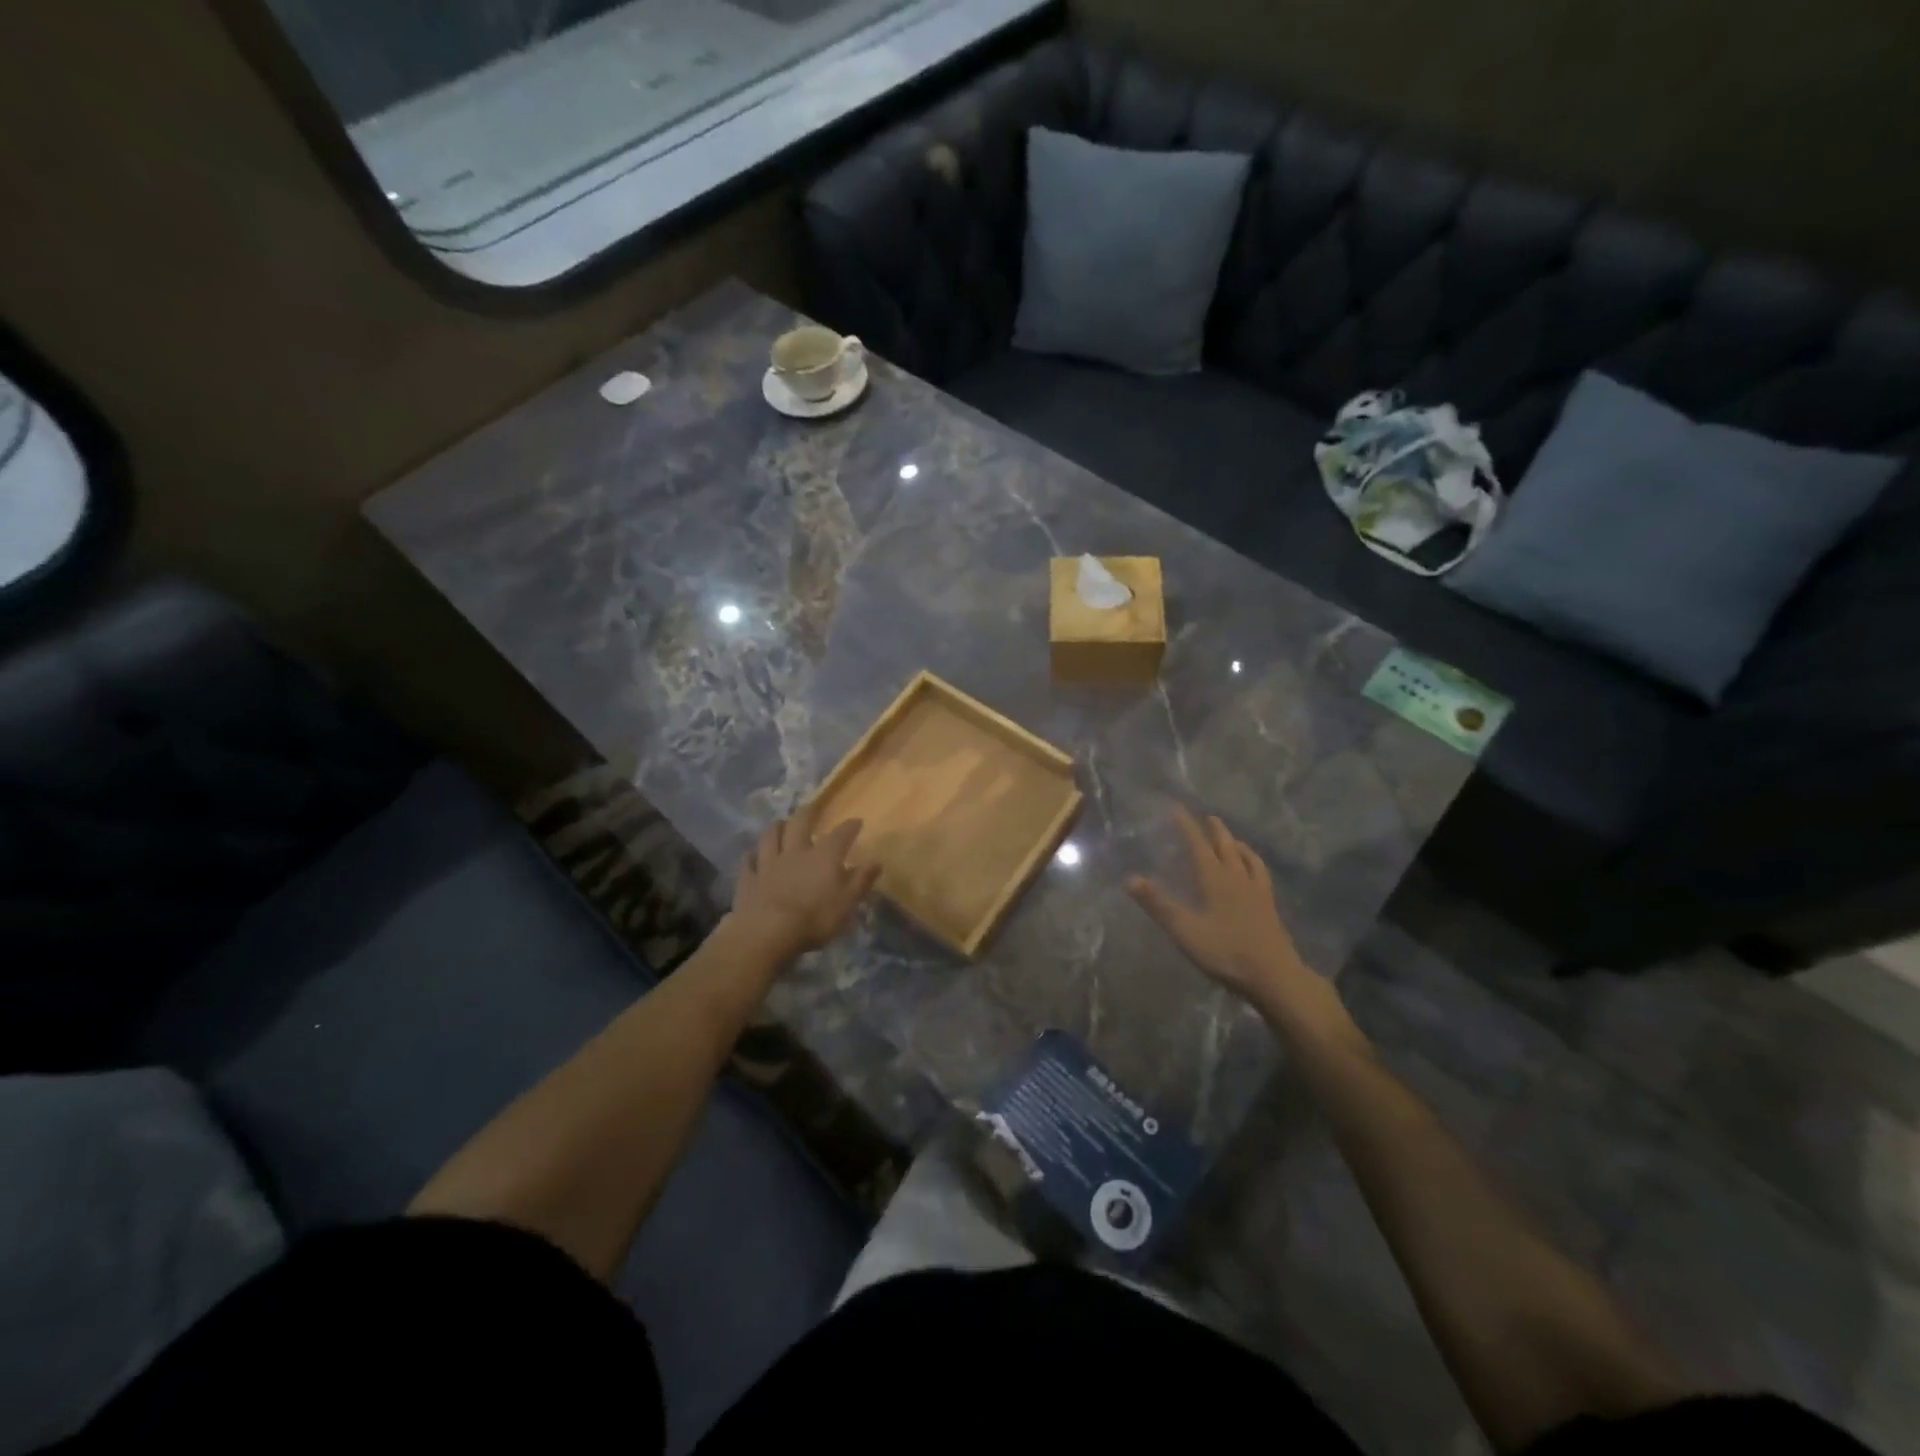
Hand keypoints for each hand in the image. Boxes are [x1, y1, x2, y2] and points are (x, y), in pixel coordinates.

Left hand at [730, 804, 879, 959]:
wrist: (768, 932)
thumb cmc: (815, 918)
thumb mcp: (847, 903)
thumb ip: (861, 880)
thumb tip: (877, 861)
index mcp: (824, 856)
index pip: (841, 835)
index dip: (850, 826)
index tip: (856, 821)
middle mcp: (796, 852)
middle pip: (800, 824)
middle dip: (807, 813)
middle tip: (810, 807)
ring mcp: (769, 863)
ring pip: (771, 836)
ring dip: (776, 828)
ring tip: (779, 823)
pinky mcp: (749, 879)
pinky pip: (749, 862)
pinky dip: (751, 856)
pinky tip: (751, 854)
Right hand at [1128, 806, 1339, 1032]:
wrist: (1274, 976)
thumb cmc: (1226, 952)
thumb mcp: (1185, 930)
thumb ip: (1158, 905)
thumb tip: (1129, 878)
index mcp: (1215, 880)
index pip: (1198, 846)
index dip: (1187, 826)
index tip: (1177, 809)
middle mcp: (1237, 878)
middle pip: (1226, 846)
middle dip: (1215, 830)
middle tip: (1208, 817)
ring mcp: (1257, 891)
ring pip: (1246, 858)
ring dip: (1236, 844)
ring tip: (1231, 839)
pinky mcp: (1269, 906)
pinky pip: (1261, 874)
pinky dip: (1254, 863)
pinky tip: (1253, 870)